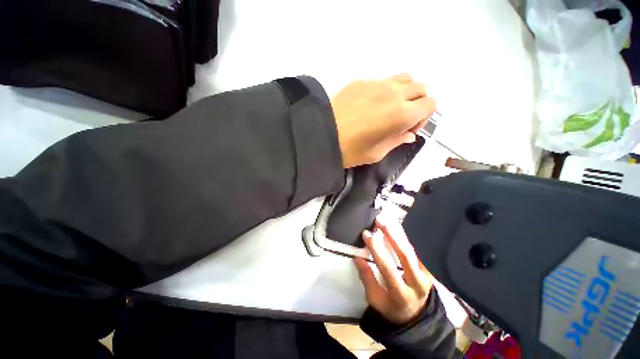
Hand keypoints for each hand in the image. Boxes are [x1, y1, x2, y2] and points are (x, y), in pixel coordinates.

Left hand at [331, 74, 435, 167]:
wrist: (321, 135)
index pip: (431, 104)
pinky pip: (382, 80)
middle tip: (399, 118)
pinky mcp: (361, 81)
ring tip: (388, 107)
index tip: (407, 128)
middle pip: (420, 88)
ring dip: (403, 91)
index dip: (423, 117)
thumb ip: (397, 141)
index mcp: (402, 114)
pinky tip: (369, 104)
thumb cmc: (350, 150)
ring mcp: (377, 83)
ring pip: (404, 78)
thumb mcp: (377, 153)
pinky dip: (384, 89)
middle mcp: (394, 93)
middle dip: (416, 103)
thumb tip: (409, 134)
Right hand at [354, 215, 432, 324]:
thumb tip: (358, 257)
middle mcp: (417, 284)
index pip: (388, 269)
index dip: (376, 250)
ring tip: (386, 221)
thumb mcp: (375, 299)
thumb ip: (367, 279)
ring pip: (411, 250)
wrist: (415, 315)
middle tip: (379, 221)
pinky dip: (403, 237)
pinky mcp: (426, 269)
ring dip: (398, 233)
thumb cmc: (391, 307)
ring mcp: (425, 275)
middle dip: (391, 236)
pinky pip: (413, 250)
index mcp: (401, 295)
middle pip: (405, 256)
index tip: (367, 235)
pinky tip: (395, 227)